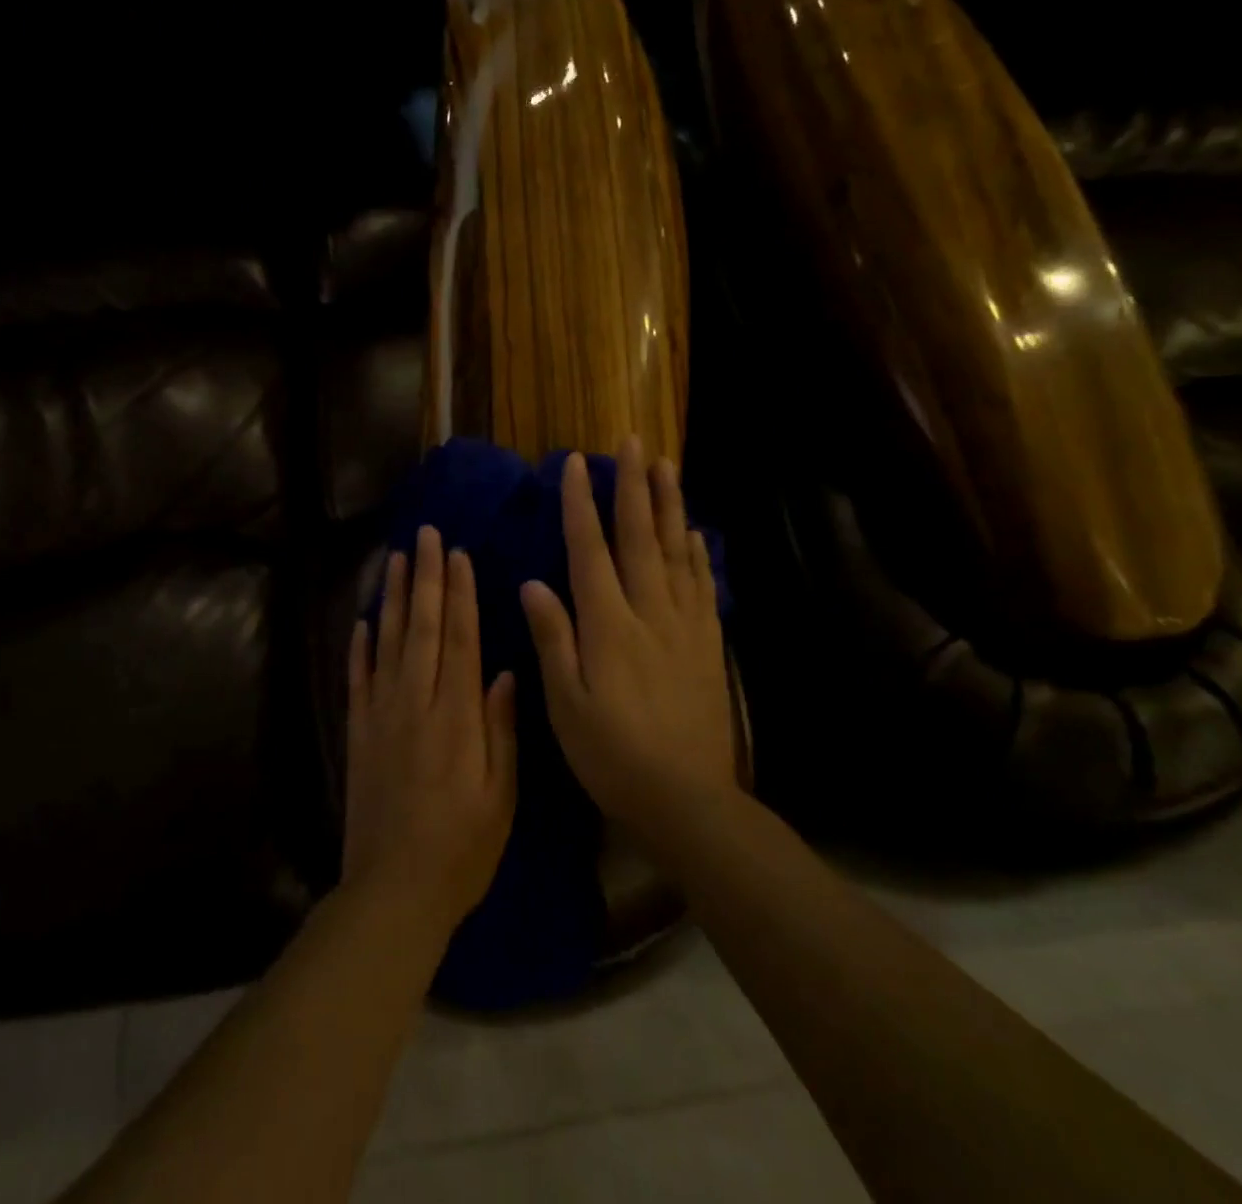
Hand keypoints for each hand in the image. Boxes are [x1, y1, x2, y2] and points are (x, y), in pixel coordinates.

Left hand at [344, 526, 518, 938]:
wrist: (394, 890)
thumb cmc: (462, 849)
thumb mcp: (501, 796)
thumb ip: (501, 730)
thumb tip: (506, 672)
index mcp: (457, 717)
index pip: (459, 640)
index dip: (459, 595)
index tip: (458, 556)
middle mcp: (416, 704)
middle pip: (421, 629)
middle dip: (425, 578)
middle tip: (425, 536)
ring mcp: (381, 716)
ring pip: (387, 643)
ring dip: (391, 598)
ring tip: (395, 560)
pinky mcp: (357, 733)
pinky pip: (357, 679)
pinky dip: (358, 647)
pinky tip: (361, 620)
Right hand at [520, 438, 738, 845]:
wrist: (686, 798)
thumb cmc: (612, 754)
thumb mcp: (566, 703)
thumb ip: (552, 638)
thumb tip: (533, 583)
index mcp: (608, 625)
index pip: (590, 550)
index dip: (581, 504)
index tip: (577, 464)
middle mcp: (649, 612)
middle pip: (640, 537)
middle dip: (634, 487)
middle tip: (634, 443)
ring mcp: (685, 625)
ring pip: (676, 552)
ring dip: (669, 506)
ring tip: (667, 467)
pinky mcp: (707, 644)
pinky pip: (703, 586)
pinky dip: (698, 554)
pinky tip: (696, 534)